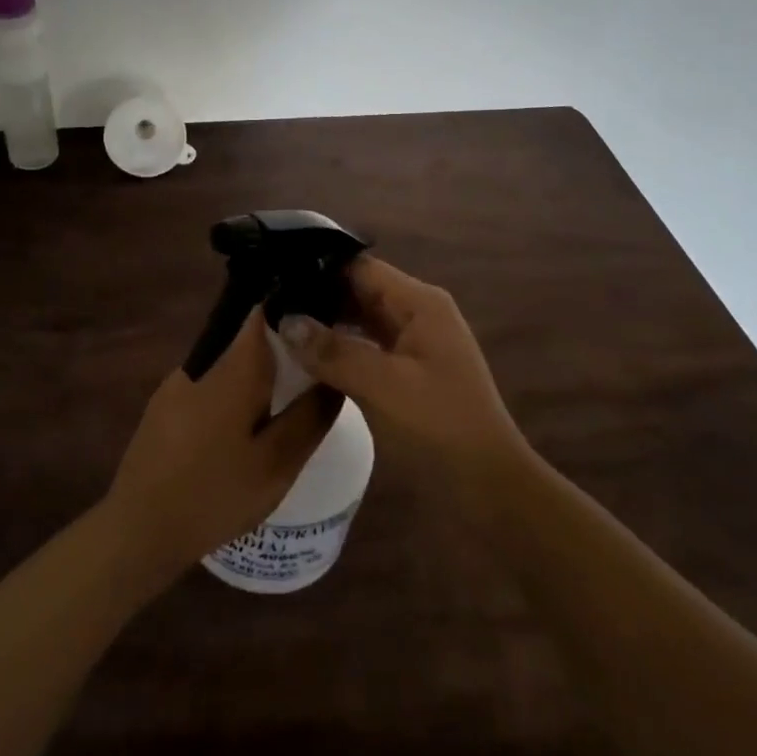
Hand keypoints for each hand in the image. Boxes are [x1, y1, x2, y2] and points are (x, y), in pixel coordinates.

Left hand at [103, 305, 337, 583]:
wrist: (139, 530)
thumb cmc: (214, 494)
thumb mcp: (277, 463)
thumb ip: (310, 416)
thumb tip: (336, 377)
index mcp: (233, 367)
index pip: (264, 310)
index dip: (293, 306)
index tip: (322, 319)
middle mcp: (202, 361)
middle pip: (248, 336)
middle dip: (282, 347)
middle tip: (314, 371)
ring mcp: (178, 382)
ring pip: (229, 362)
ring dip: (257, 374)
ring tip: (286, 401)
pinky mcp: (164, 405)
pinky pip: (210, 383)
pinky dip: (234, 392)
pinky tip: (244, 426)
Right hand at [277, 255, 525, 478]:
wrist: (489, 487)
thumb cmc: (440, 426)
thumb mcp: (383, 386)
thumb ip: (333, 351)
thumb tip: (284, 320)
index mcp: (419, 303)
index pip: (360, 267)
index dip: (318, 268)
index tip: (275, 274)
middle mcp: (417, 313)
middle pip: (359, 290)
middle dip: (317, 295)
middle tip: (267, 301)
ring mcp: (413, 343)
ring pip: (360, 320)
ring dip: (325, 323)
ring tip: (276, 324)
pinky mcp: (407, 372)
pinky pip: (366, 347)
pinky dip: (338, 349)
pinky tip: (305, 357)